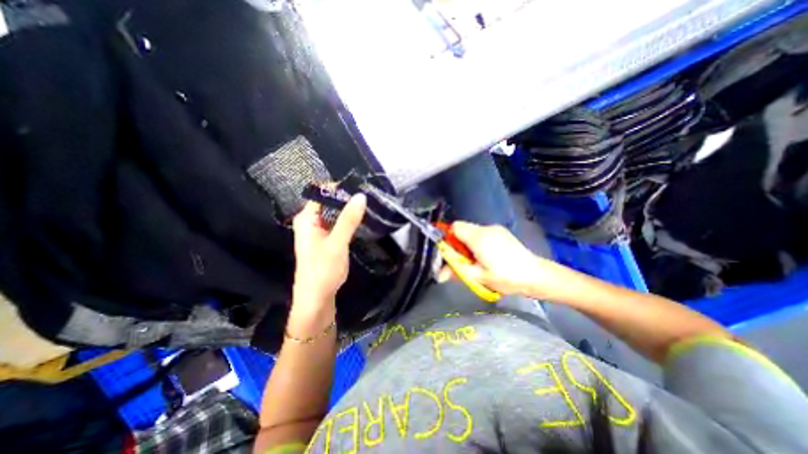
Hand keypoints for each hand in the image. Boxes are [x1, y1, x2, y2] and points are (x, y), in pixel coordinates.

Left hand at [290, 193, 365, 307]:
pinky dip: (347, 222)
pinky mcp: (326, 242)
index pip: (322, 194)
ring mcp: (318, 233)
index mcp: (306, 219)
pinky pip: (337, 225)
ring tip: (368, 206)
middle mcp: (310, 223)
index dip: (340, 189)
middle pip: (329, 204)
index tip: (360, 187)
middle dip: (347, 200)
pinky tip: (360, 221)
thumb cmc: (322, 271)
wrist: (316, 301)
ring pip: (334, 215)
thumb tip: (361, 196)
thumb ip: (348, 219)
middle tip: (368, 197)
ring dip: (348, 212)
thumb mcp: (337, 243)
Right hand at [445, 221, 563, 297]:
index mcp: (478, 237)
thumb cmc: (506, 277)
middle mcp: (486, 228)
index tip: (451, 253)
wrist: (536, 275)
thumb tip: (439, 275)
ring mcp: (496, 229)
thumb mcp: (479, 277)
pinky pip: (483, 234)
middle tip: (463, 261)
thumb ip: (457, 271)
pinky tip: (488, 257)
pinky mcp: (503, 233)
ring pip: (473, 232)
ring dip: (468, 244)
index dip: (448, 238)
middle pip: (463, 229)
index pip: (454, 227)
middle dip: (458, 243)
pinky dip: (478, 243)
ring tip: (477, 261)